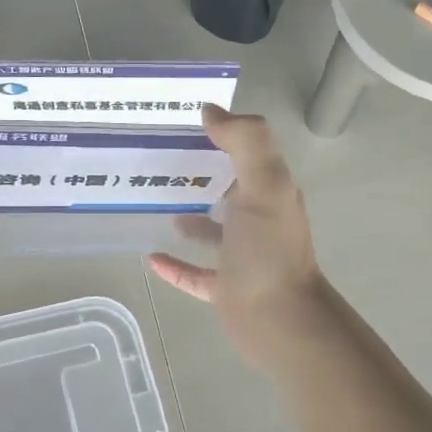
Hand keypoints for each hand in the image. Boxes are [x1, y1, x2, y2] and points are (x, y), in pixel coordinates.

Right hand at [148, 105, 331, 370]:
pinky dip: (176, 264)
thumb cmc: (269, 250)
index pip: (246, 152)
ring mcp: (241, 256)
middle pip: (227, 188)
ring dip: (190, 217)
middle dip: (199, 173)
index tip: (181, 122)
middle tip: (156, 158)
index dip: (221, 133)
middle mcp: (258, 220)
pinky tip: (151, 257)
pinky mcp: (226, 287)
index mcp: (269, 191)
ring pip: (212, 230)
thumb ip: (245, 142)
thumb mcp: (265, 184)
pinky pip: (196, 272)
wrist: (280, 321)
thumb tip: (211, 110)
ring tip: (156, 202)